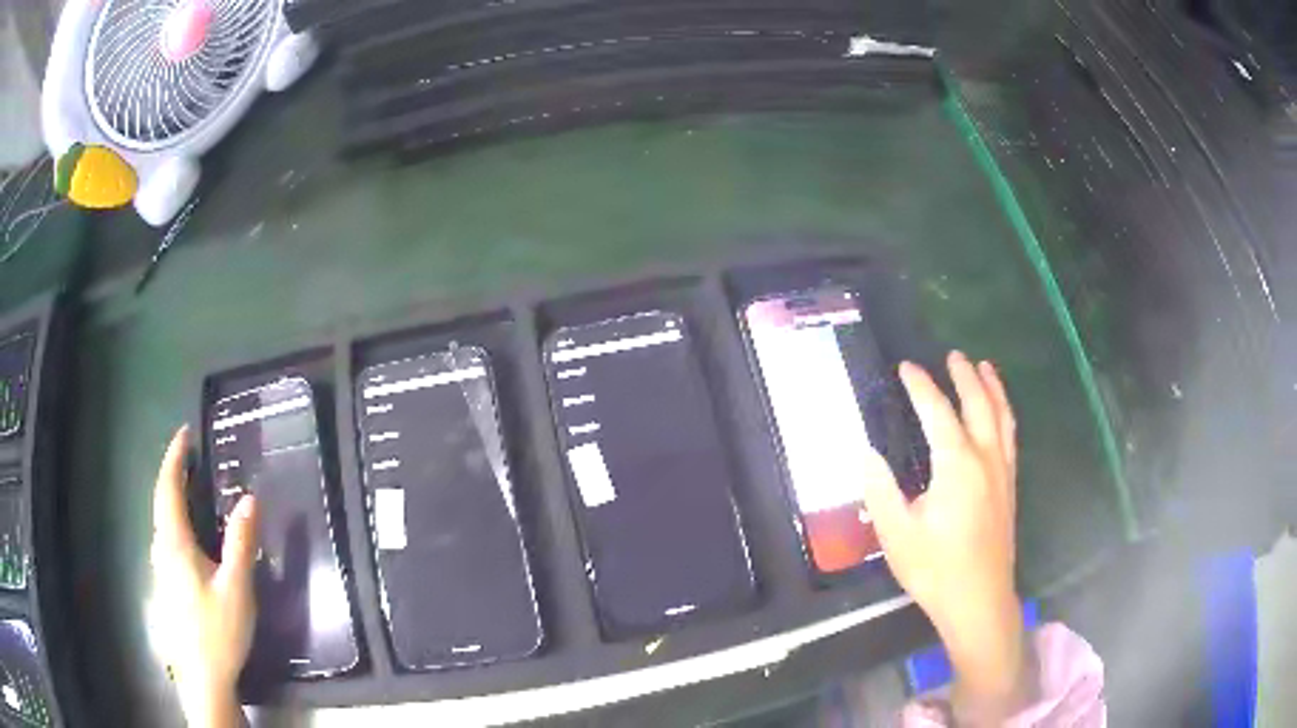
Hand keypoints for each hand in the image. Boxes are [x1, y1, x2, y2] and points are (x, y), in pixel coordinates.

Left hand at [150, 426, 256, 727]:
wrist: (202, 677)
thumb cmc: (218, 631)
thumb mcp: (237, 588)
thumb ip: (241, 542)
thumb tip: (250, 497)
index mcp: (174, 542)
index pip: (168, 487)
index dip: (175, 457)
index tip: (185, 434)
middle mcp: (161, 548)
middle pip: (161, 500)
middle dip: (173, 473)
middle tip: (191, 456)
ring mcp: (160, 567)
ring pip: (161, 520)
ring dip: (173, 496)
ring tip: (191, 487)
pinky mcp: (166, 583)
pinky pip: (166, 537)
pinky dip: (175, 519)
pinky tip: (189, 534)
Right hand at [859, 352, 1028, 724]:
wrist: (978, 600)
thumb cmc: (935, 568)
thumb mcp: (896, 534)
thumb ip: (880, 490)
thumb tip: (866, 453)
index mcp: (956, 465)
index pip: (937, 412)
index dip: (921, 386)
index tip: (906, 367)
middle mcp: (985, 458)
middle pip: (978, 404)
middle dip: (965, 376)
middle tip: (952, 355)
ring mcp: (1002, 471)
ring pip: (1002, 416)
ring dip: (992, 388)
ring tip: (984, 367)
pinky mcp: (1010, 487)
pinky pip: (1010, 436)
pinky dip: (1004, 413)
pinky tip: (999, 415)